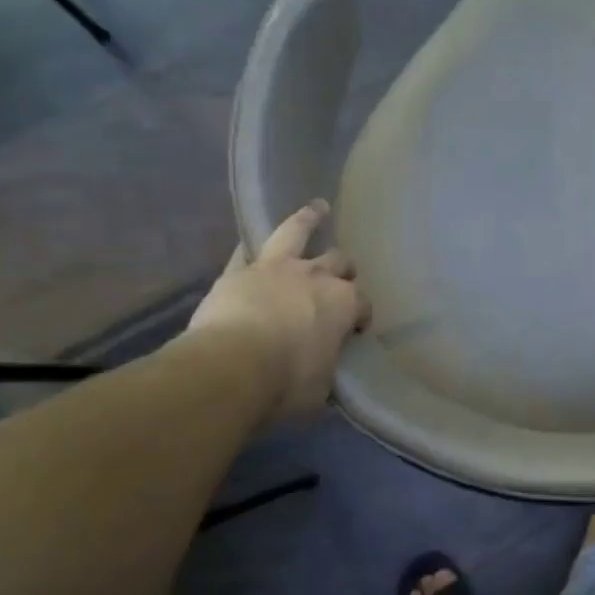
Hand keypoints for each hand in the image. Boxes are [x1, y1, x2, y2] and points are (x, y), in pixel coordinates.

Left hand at [188, 201, 370, 416]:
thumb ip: (326, 370)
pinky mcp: (237, 272)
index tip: (356, 330)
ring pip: (295, 232)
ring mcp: (274, 269)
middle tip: (342, 276)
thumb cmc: (288, 382)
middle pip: (338, 261)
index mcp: (343, 303)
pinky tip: (249, 246)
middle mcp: (315, 276)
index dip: (361, 315)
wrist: (232, 368)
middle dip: (343, 268)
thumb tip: (323, 374)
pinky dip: (249, 251)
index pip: (362, 303)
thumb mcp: (321, 387)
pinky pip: (244, 253)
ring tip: (316, 207)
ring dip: (308, 219)